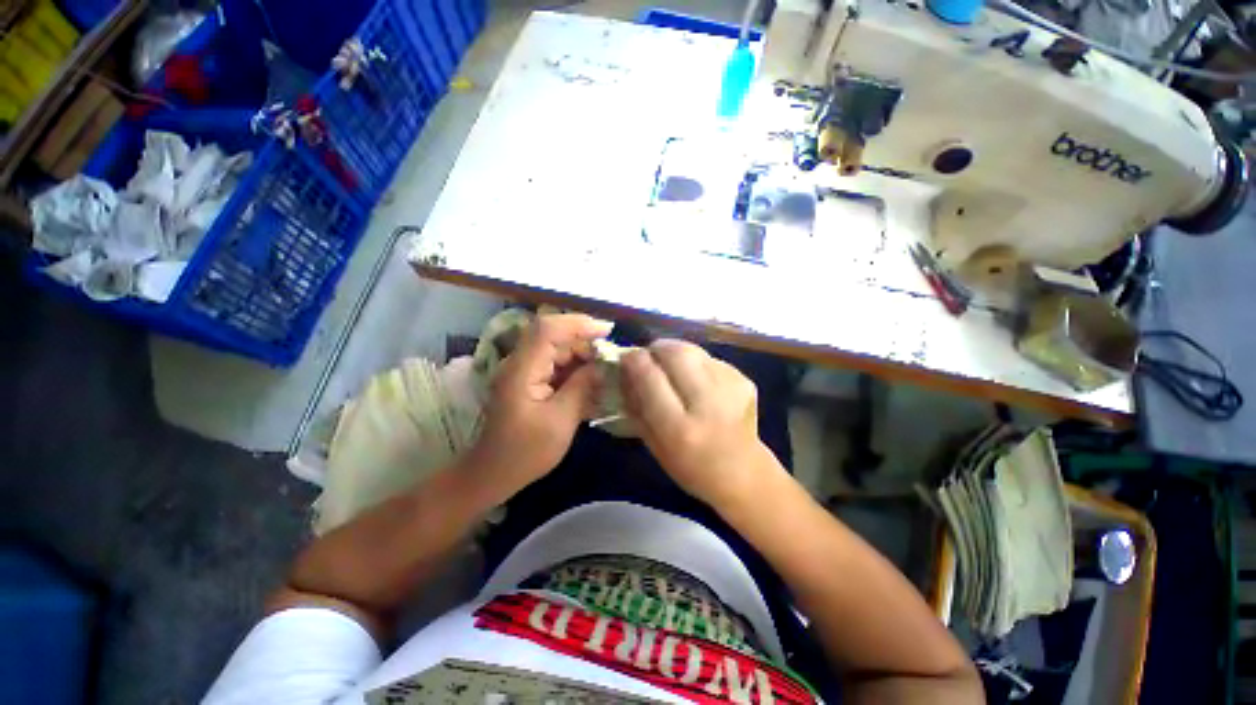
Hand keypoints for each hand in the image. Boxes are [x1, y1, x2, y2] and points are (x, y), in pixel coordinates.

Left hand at [469, 313, 612, 497]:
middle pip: (554, 336)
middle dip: (585, 343)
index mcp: (522, 370)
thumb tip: (601, 365)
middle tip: (610, 359)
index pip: (548, 329)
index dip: (578, 323)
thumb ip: (582, 387)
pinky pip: (554, 365)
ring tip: (605, 371)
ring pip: (556, 350)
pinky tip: (591, 382)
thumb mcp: (560, 421)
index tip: (607, 331)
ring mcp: (523, 371)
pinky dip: (574, 370)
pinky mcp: (528, 381)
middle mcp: (520, 363)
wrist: (492, 474)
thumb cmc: (525, 453)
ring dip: (582, 357)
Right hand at [620, 340, 779, 509]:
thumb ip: (636, 406)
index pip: (650, 378)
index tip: (627, 358)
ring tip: (674, 369)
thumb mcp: (653, 444)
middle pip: (677, 353)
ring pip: (694, 351)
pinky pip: (711, 359)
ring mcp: (731, 390)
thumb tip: (625, 370)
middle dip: (657, 349)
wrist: (743, 473)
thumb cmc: (690, 466)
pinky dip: (698, 364)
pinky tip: (699, 382)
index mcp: (680, 429)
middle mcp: (708, 405)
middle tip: (650, 356)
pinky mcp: (745, 381)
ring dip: (677, 354)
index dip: (635, 361)